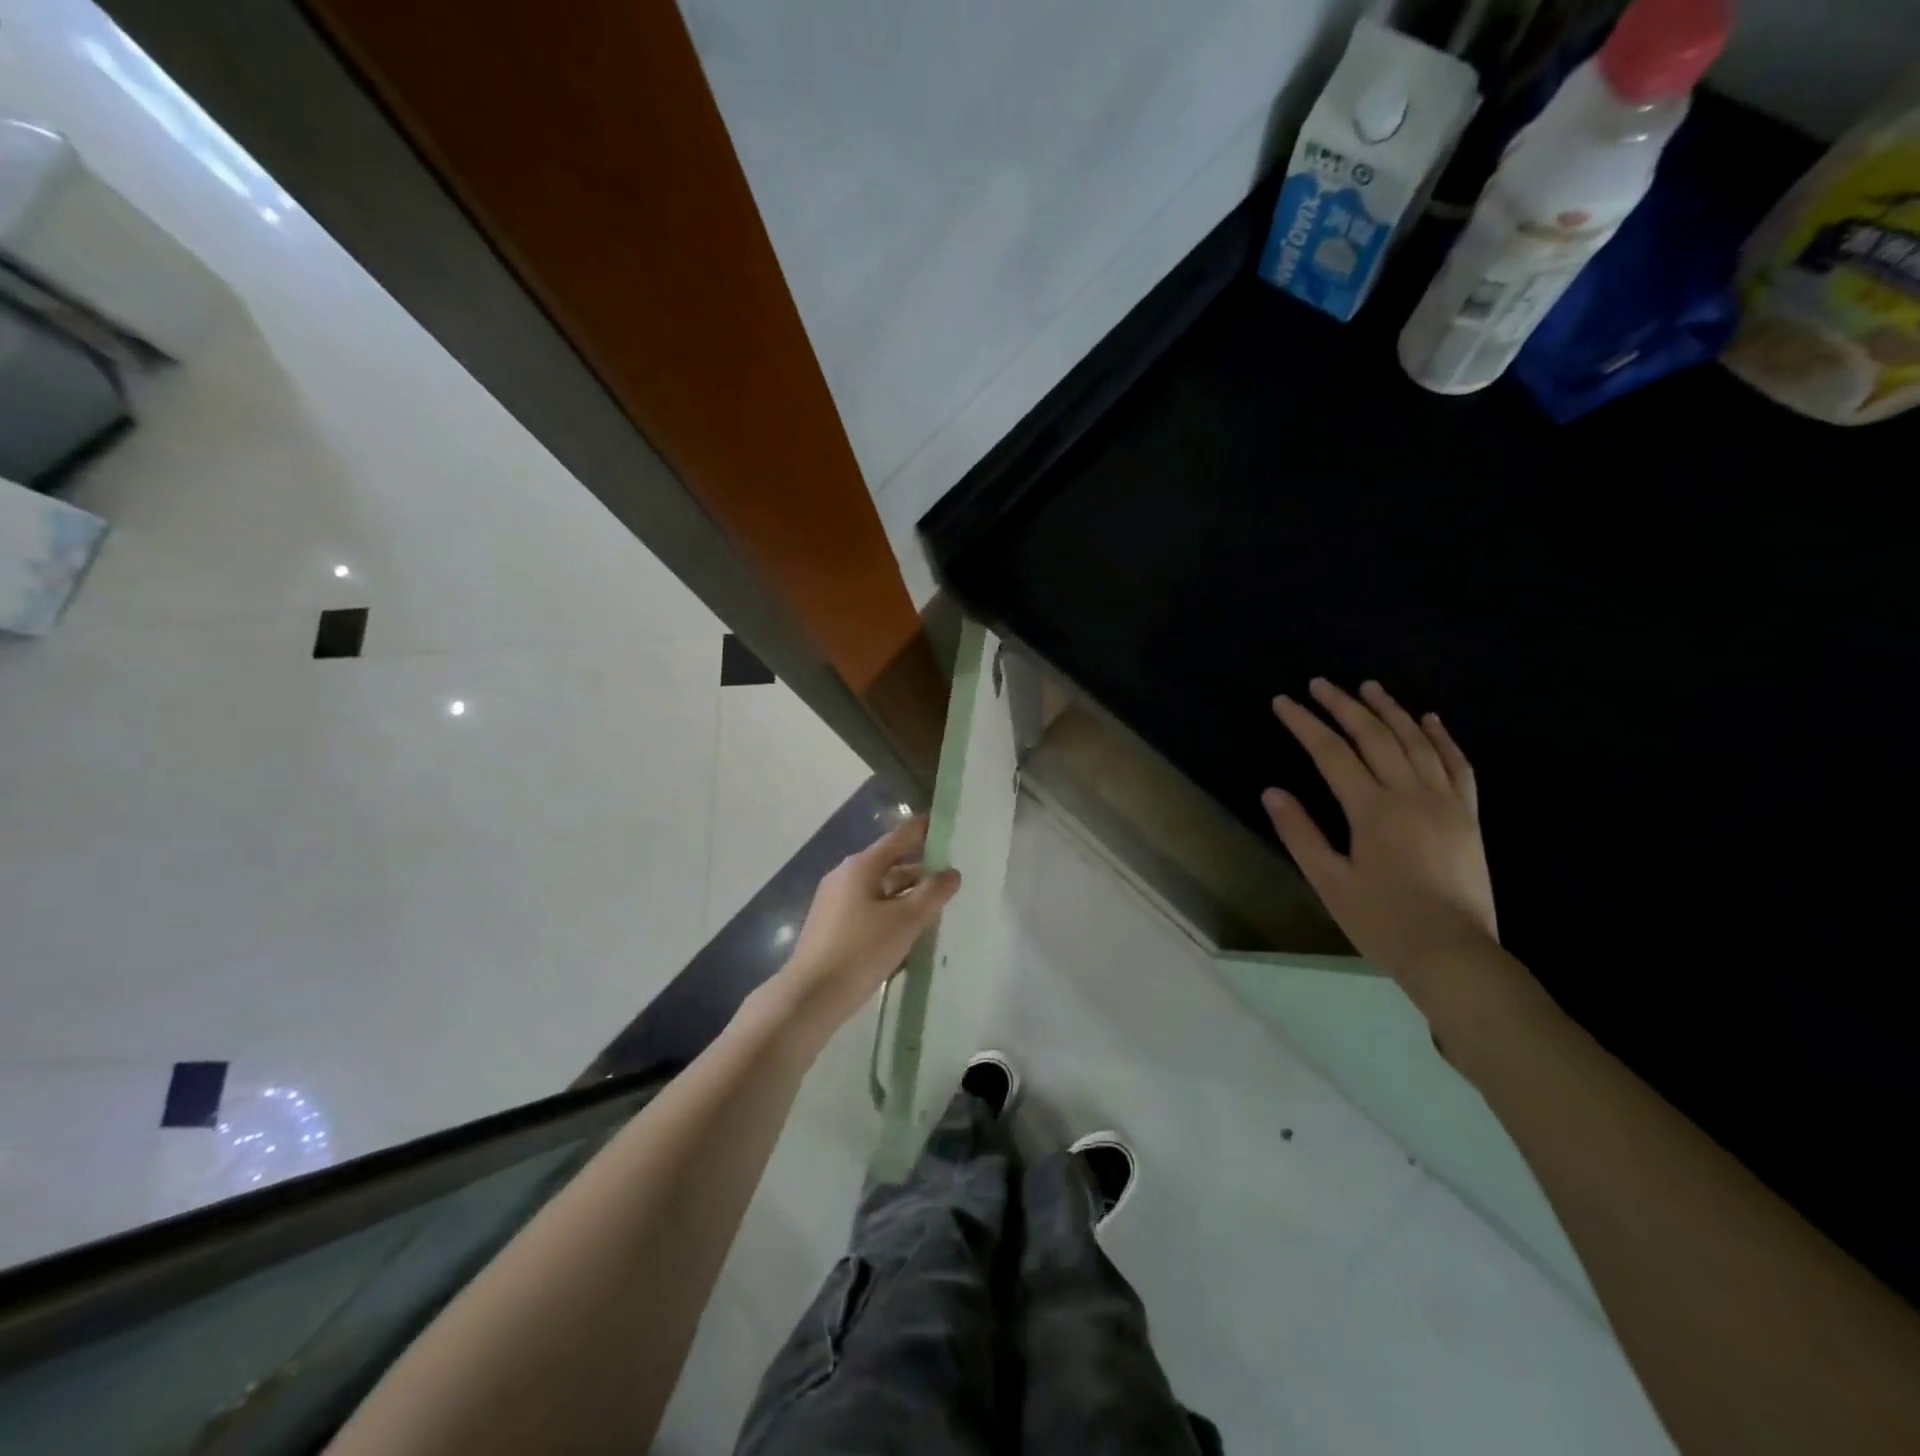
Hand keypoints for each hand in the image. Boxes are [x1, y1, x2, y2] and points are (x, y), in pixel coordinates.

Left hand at [772, 815, 961, 1033]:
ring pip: (879, 888)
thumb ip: (932, 893)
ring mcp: (834, 902)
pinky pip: (868, 908)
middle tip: (949, 874)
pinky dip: (890, 911)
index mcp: (861, 866)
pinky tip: (907, 930)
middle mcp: (844, 876)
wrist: (811, 996)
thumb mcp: (905, 921)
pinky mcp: (832, 926)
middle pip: (888, 863)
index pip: (898, 838)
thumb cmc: (861, 951)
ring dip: (905, 893)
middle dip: (919, 868)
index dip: (922, 830)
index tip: (944, 823)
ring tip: (934, 905)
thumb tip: (952, 872)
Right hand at [1263, 679, 1502, 1012]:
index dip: (1305, 724)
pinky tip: (1429, 719)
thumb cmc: (1382, 921)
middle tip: (1320, 684)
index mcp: (1372, 810)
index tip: (1283, 702)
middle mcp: (1410, 794)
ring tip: (1368, 688)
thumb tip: (1271, 791)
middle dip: (1343, 705)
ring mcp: (1445, 802)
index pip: (1331, 753)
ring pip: (1416, 742)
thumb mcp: (1329, 881)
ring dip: (1390, 710)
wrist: (1454, 954)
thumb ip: (1300, 833)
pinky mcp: (1468, 816)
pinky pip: (1458, 765)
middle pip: (1374, 736)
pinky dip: (1442, 737)